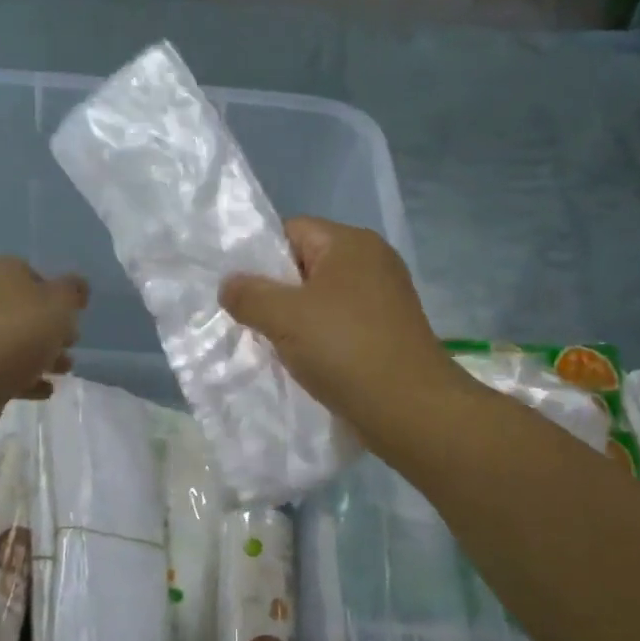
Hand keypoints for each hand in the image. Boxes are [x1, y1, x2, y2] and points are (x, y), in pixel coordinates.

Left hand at [0, 258, 87, 423]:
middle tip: (72, 343)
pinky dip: (25, 378)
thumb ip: (72, 292)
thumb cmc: (16, 333)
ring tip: (64, 371)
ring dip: (41, 355)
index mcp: (3, 274)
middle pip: (24, 310)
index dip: (55, 292)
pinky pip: (3, 370)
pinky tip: (44, 390)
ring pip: (14, 342)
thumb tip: (76, 285)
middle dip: (50, 327)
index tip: (74, 313)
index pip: (31, 274)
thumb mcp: (58, 304)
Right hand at [220, 218, 464, 443]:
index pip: (292, 231)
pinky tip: (307, 362)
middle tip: (254, 322)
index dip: (261, 257)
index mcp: (351, 243)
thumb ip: (248, 294)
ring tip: (276, 346)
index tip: (244, 293)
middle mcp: (373, 261)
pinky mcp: (389, 330)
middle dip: (277, 292)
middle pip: (307, 264)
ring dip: (297, 320)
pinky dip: (321, 338)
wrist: (410, 409)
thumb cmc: (344, 349)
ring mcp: (385, 297)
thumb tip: (229, 285)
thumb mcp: (283, 317)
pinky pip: (341, 323)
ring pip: (323, 298)